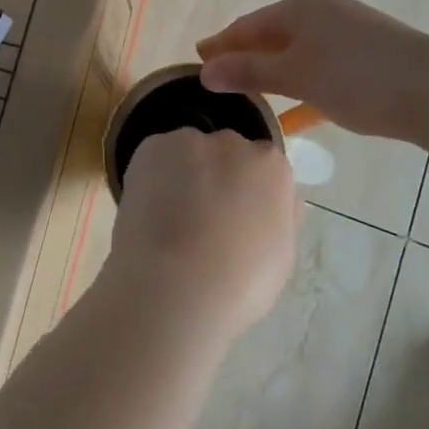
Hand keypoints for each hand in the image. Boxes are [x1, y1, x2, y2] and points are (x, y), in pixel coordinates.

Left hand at [106, 128, 298, 340]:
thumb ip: (279, 217)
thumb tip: (275, 201)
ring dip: (184, 174)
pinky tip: (148, 210)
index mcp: (271, 167)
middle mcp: (233, 144)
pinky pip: (155, 157)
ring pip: (188, 153)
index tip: (235, 217)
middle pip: (226, 153)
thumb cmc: (239, 283)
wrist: (175, 286)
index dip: (247, 193)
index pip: (263, 167)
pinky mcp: (151, 147)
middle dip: (217, 177)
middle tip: (201, 218)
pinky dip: (152, 177)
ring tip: (169, 217)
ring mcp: (189, 142)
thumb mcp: (280, 256)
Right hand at [196, 0, 428, 141]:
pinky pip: (322, 75)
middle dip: (244, 60)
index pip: (246, 25)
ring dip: (273, 79)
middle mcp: (323, 14)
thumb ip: (250, 71)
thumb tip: (204, 70)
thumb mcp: (297, 74)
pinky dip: (304, 93)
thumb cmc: (358, 77)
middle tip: (216, 83)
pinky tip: (293, 119)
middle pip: (271, 38)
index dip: (220, 45)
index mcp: (301, 8)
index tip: (195, 61)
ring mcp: (348, 38)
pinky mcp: (368, 63)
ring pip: (298, 58)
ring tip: (247, 102)